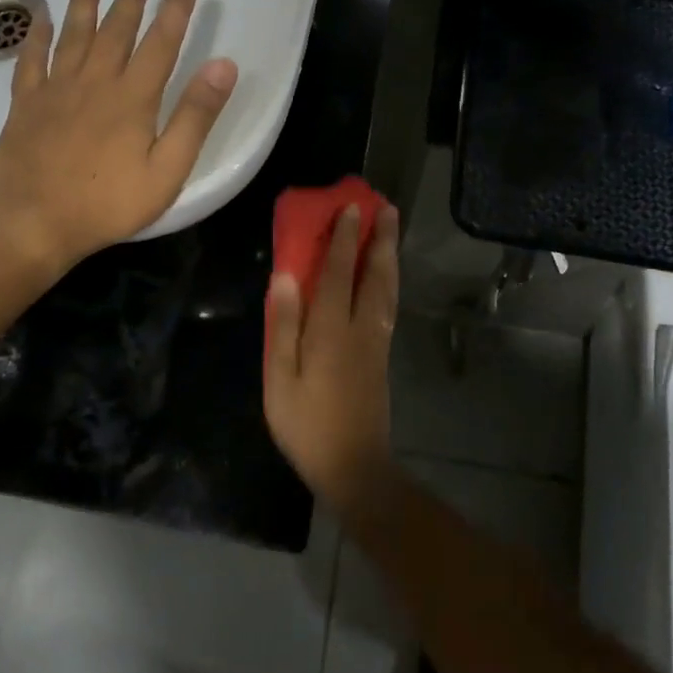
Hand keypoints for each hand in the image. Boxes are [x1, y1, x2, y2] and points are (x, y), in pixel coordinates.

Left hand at [0, 0, 237, 278]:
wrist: (31, 224)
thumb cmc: (106, 203)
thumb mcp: (166, 170)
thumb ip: (195, 117)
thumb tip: (223, 66)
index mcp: (133, 98)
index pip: (161, 42)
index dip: (175, 9)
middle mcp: (94, 82)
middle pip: (116, 30)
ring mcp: (55, 90)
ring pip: (73, 34)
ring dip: (83, 1)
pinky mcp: (24, 105)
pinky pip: (30, 60)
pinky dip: (35, 36)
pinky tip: (40, 18)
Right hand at [263, 202, 401, 509]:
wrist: (354, 466)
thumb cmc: (307, 425)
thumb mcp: (280, 380)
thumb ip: (283, 327)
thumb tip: (284, 277)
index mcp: (331, 331)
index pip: (337, 273)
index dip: (343, 239)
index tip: (350, 207)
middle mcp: (360, 328)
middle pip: (373, 274)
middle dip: (380, 239)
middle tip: (386, 207)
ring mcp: (376, 342)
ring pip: (386, 288)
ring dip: (389, 255)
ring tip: (391, 229)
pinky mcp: (382, 355)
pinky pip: (388, 304)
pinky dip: (389, 280)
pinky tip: (386, 275)